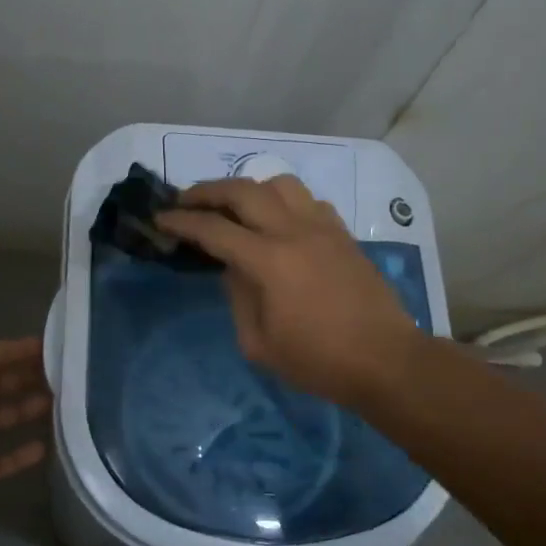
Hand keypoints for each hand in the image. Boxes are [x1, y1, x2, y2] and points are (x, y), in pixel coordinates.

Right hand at [157, 176, 421, 407]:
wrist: (385, 360)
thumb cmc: (318, 361)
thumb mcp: (259, 343)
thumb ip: (237, 297)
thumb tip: (232, 267)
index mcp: (269, 261)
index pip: (214, 229)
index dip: (182, 221)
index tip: (160, 218)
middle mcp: (294, 231)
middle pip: (243, 190)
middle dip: (207, 191)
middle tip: (186, 201)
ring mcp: (323, 227)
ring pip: (280, 184)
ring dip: (250, 189)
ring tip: (235, 208)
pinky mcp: (342, 233)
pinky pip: (308, 200)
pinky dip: (284, 202)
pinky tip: (279, 222)